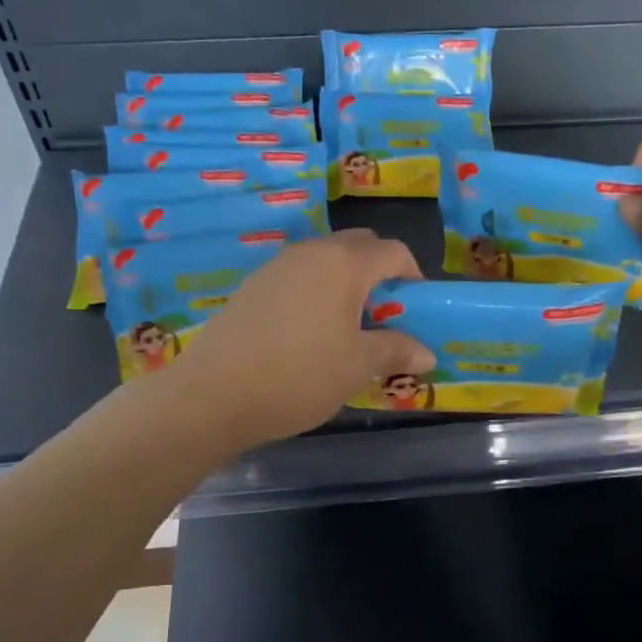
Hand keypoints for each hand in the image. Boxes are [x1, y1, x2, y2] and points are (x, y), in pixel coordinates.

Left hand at [169, 230, 433, 448]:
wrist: (213, 394)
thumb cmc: (299, 376)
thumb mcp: (357, 367)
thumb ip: (395, 351)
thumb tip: (427, 354)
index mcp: (344, 263)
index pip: (393, 252)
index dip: (413, 277)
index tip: (416, 311)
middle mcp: (310, 252)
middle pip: (358, 247)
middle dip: (379, 275)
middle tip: (383, 317)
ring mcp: (276, 266)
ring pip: (324, 261)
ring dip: (345, 284)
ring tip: (346, 329)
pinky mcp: (252, 286)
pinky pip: (297, 278)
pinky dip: (315, 294)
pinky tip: (307, 335)